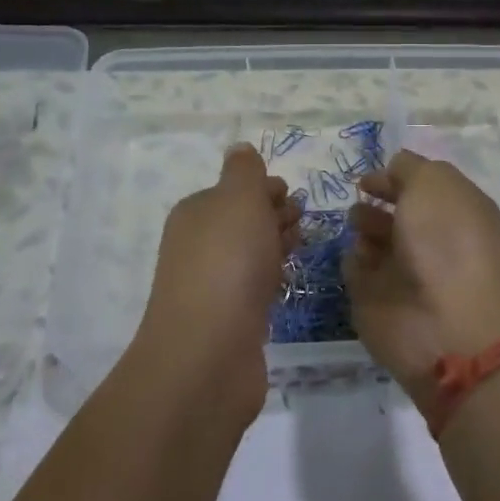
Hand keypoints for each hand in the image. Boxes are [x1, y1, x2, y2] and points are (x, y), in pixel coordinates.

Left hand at [131, 143, 301, 420]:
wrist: (211, 351)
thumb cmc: (228, 262)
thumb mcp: (239, 200)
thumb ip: (243, 173)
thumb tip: (240, 149)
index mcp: (196, 213)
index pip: (233, 190)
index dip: (263, 188)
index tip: (292, 193)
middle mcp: (198, 246)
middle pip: (241, 222)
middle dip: (272, 215)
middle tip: (304, 218)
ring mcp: (212, 285)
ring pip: (249, 255)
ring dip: (275, 245)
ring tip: (303, 243)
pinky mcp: (230, 319)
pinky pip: (254, 287)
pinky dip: (272, 277)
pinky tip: (288, 280)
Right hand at [344, 150, 499, 415]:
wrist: (452, 325)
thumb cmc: (449, 242)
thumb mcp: (435, 184)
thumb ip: (410, 169)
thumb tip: (392, 169)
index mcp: (452, 210)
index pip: (418, 188)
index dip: (392, 178)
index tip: (367, 180)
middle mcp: (429, 241)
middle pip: (392, 215)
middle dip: (371, 205)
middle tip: (359, 205)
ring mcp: (402, 274)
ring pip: (370, 243)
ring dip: (361, 230)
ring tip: (359, 230)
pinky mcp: (376, 303)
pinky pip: (355, 272)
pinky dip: (352, 262)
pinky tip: (356, 258)